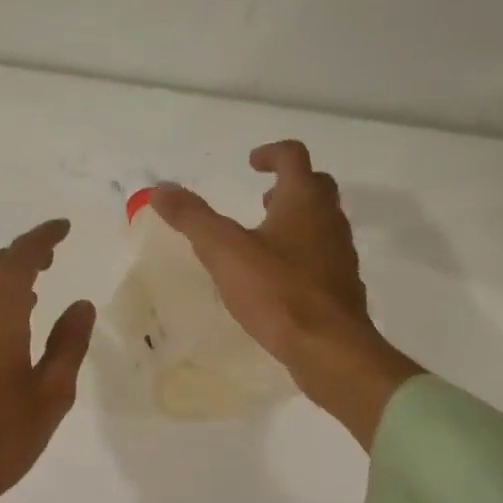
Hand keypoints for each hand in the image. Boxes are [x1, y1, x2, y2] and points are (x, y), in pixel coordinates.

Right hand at [151, 142, 421, 446]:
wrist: (329, 348)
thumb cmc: (278, 293)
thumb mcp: (224, 252)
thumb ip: (192, 218)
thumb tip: (159, 188)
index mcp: (304, 201)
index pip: (293, 156)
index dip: (271, 153)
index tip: (251, 163)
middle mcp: (329, 220)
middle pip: (315, 187)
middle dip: (288, 186)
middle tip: (262, 199)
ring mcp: (341, 254)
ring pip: (322, 223)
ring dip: (296, 221)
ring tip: (264, 239)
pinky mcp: (342, 287)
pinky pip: (323, 257)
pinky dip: (302, 254)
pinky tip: (279, 279)